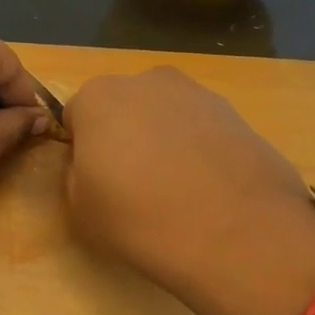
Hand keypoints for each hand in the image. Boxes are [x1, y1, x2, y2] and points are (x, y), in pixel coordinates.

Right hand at [63, 67, 314, 314]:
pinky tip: (208, 191)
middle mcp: (146, 81)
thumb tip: (92, 164)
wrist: (236, 233)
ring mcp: (198, 94)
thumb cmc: (139, 219)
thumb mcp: (79, 209)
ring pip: (166, 116)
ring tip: (177, 192)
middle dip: (125, 137)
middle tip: (134, 186)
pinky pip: (203, 131)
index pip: (77, 116)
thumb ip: (75, 173)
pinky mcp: (239, 115)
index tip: (95, 181)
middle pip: (124, 108)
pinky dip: (200, 152)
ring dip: (164, 142)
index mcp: (98, 97)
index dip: (83, 150)